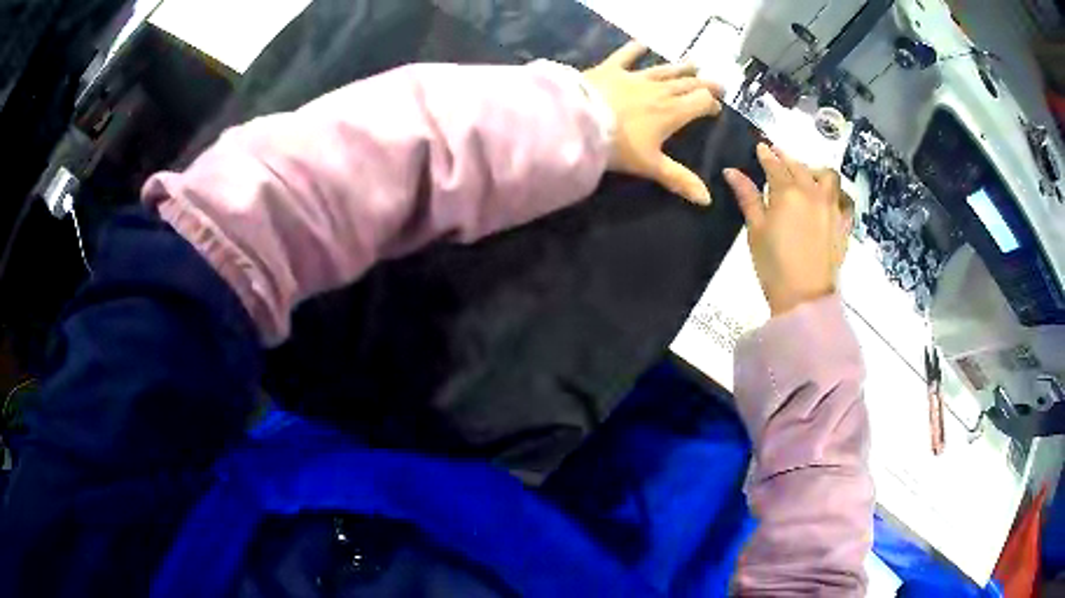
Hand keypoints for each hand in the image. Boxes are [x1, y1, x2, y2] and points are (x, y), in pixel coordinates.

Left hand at [583, 42, 723, 204]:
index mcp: (672, 112)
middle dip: (704, 84)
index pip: (700, 103)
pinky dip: (634, 49)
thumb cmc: (618, 146)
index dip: (711, 105)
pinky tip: (642, 43)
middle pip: (688, 84)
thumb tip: (707, 200)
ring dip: (681, 67)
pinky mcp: (611, 69)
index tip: (715, 109)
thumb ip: (679, 179)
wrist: (578, 122)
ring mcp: (635, 77)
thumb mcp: (651, 166)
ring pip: (664, 70)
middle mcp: (659, 91)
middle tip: (717, 83)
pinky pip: (625, 56)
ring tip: (694, 64)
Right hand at [723, 144, 851, 315]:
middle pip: (800, 167)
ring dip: (815, 171)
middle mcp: (813, 193)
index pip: (775, 165)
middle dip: (787, 159)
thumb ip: (748, 197)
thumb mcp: (755, 230)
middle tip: (778, 157)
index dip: (766, 155)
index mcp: (788, 192)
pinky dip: (836, 194)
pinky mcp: (843, 224)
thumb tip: (732, 171)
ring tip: (807, 177)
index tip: (761, 147)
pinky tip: (828, 200)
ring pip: (827, 177)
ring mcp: (832, 207)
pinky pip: (844, 200)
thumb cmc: (774, 265)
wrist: (805, 297)